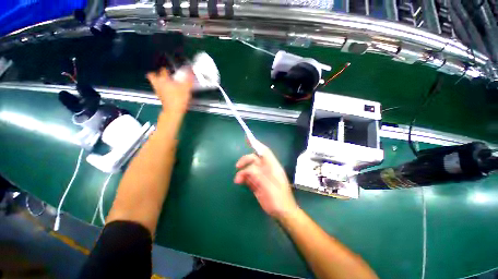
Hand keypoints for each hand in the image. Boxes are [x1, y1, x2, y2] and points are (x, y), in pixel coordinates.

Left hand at [147, 67, 193, 113]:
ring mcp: (158, 91)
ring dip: (159, 82)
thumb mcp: (186, 88)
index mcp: (164, 79)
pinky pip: (159, 90)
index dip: (168, 69)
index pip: (163, 70)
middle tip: (163, 75)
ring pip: (155, 83)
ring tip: (166, 83)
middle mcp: (158, 84)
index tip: (172, 71)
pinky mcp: (160, 98)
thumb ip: (188, 79)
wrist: (174, 111)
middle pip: (152, 76)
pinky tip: (169, 91)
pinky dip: (162, 89)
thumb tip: (191, 71)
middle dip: (156, 74)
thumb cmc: (179, 98)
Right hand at [234, 140, 298, 219]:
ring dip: (242, 172)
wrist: (282, 213)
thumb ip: (259, 176)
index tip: (247, 138)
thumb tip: (248, 169)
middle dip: (245, 161)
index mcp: (273, 167)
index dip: (256, 144)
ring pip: (249, 168)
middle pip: (254, 159)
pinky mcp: (257, 183)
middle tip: (237, 167)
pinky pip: (248, 177)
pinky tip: (241, 183)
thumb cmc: (279, 199)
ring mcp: (262, 176)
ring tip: (238, 180)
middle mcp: (267, 169)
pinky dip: (243, 178)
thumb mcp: (269, 187)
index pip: (264, 152)